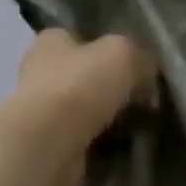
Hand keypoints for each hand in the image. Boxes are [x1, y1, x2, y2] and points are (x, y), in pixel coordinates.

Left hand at [13, 29, 158, 185]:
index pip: (79, 36)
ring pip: (83, 111)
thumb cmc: (80, 86)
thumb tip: (146, 74)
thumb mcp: (124, 54)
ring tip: (137, 127)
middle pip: (82, 75)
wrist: (48, 146)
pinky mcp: (46, 146)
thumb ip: (140, 57)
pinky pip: (82, 141)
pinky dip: (100, 145)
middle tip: (142, 99)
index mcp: (51, 41)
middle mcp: (39, 72)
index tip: (133, 65)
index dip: (106, 48)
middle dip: (109, 87)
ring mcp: (40, 112)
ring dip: (106, 120)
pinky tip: (121, 149)